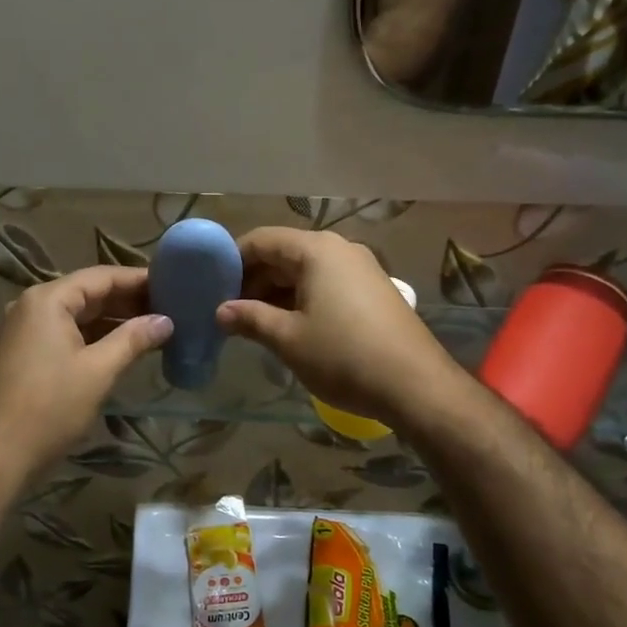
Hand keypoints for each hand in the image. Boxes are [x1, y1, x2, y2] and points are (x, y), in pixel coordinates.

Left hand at [0, 266, 172, 483]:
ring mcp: (26, 330)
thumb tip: (166, 321)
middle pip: (88, 293)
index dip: (137, 279)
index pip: (101, 277)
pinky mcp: (25, 353)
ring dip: (113, 320)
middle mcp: (33, 306)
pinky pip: (66, 333)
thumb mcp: (98, 371)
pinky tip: (123, 347)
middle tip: (169, 306)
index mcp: (48, 300)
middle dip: (128, 300)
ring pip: (78, 315)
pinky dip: (94, 337)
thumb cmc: (50, 407)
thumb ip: (133, 339)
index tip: (172, 283)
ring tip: (154, 327)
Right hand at [217, 227, 454, 426]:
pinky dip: (301, 299)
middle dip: (253, 279)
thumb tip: (220, 311)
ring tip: (252, 322)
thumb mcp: (287, 339)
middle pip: (284, 253)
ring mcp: (360, 269)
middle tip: (228, 310)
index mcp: (316, 250)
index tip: (211, 287)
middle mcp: (340, 249)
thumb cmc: (343, 356)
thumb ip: (249, 318)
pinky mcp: (373, 291)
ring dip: (276, 292)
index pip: (262, 240)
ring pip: (305, 271)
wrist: (415, 385)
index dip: (232, 261)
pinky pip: (326, 284)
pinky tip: (288, 327)